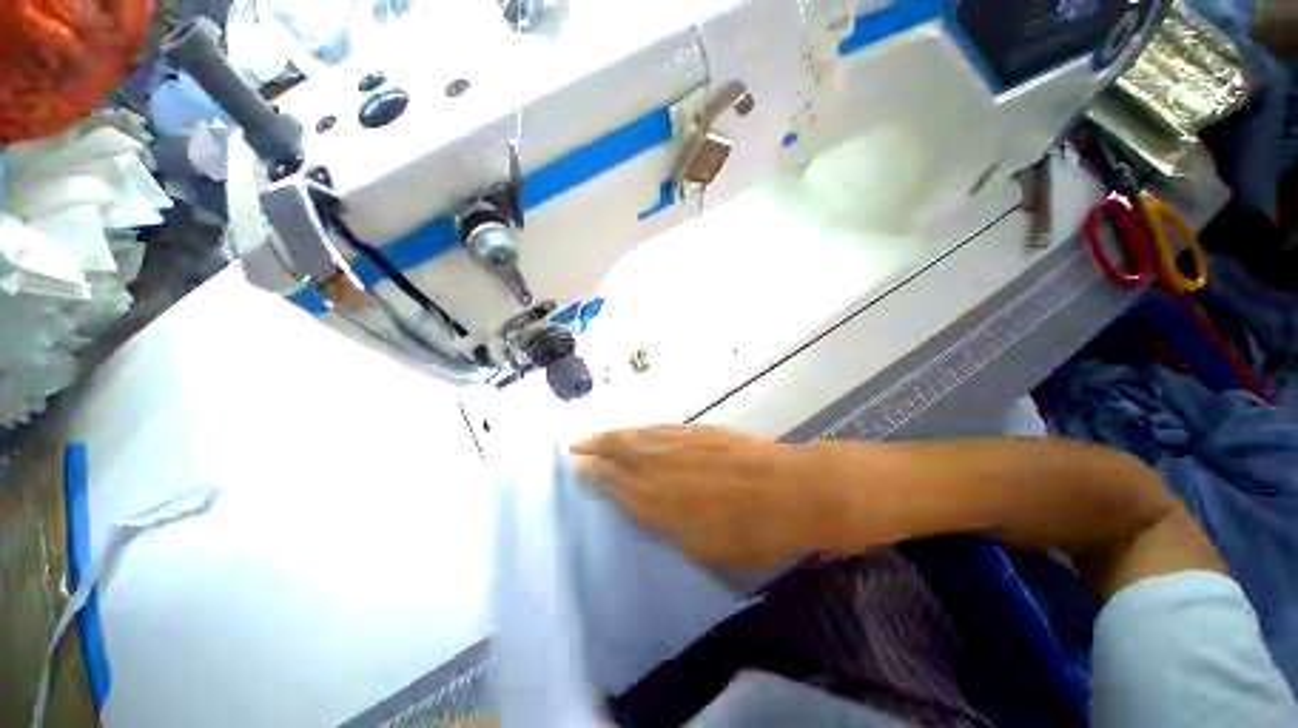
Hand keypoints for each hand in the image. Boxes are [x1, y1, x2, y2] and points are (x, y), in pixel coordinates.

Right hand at [571, 426, 835, 567]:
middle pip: (619, 453)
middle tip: (573, 448)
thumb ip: (667, 524)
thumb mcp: (704, 546)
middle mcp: (663, 467)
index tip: (573, 469)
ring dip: (611, 435)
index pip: (615, 484)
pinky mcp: (697, 430)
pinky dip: (640, 429)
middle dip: (593, 449)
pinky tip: (633, 430)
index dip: (592, 475)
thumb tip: (643, 508)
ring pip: (636, 436)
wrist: (792, 489)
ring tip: (593, 437)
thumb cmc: (753, 531)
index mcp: (661, 502)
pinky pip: (659, 428)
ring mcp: (681, 443)